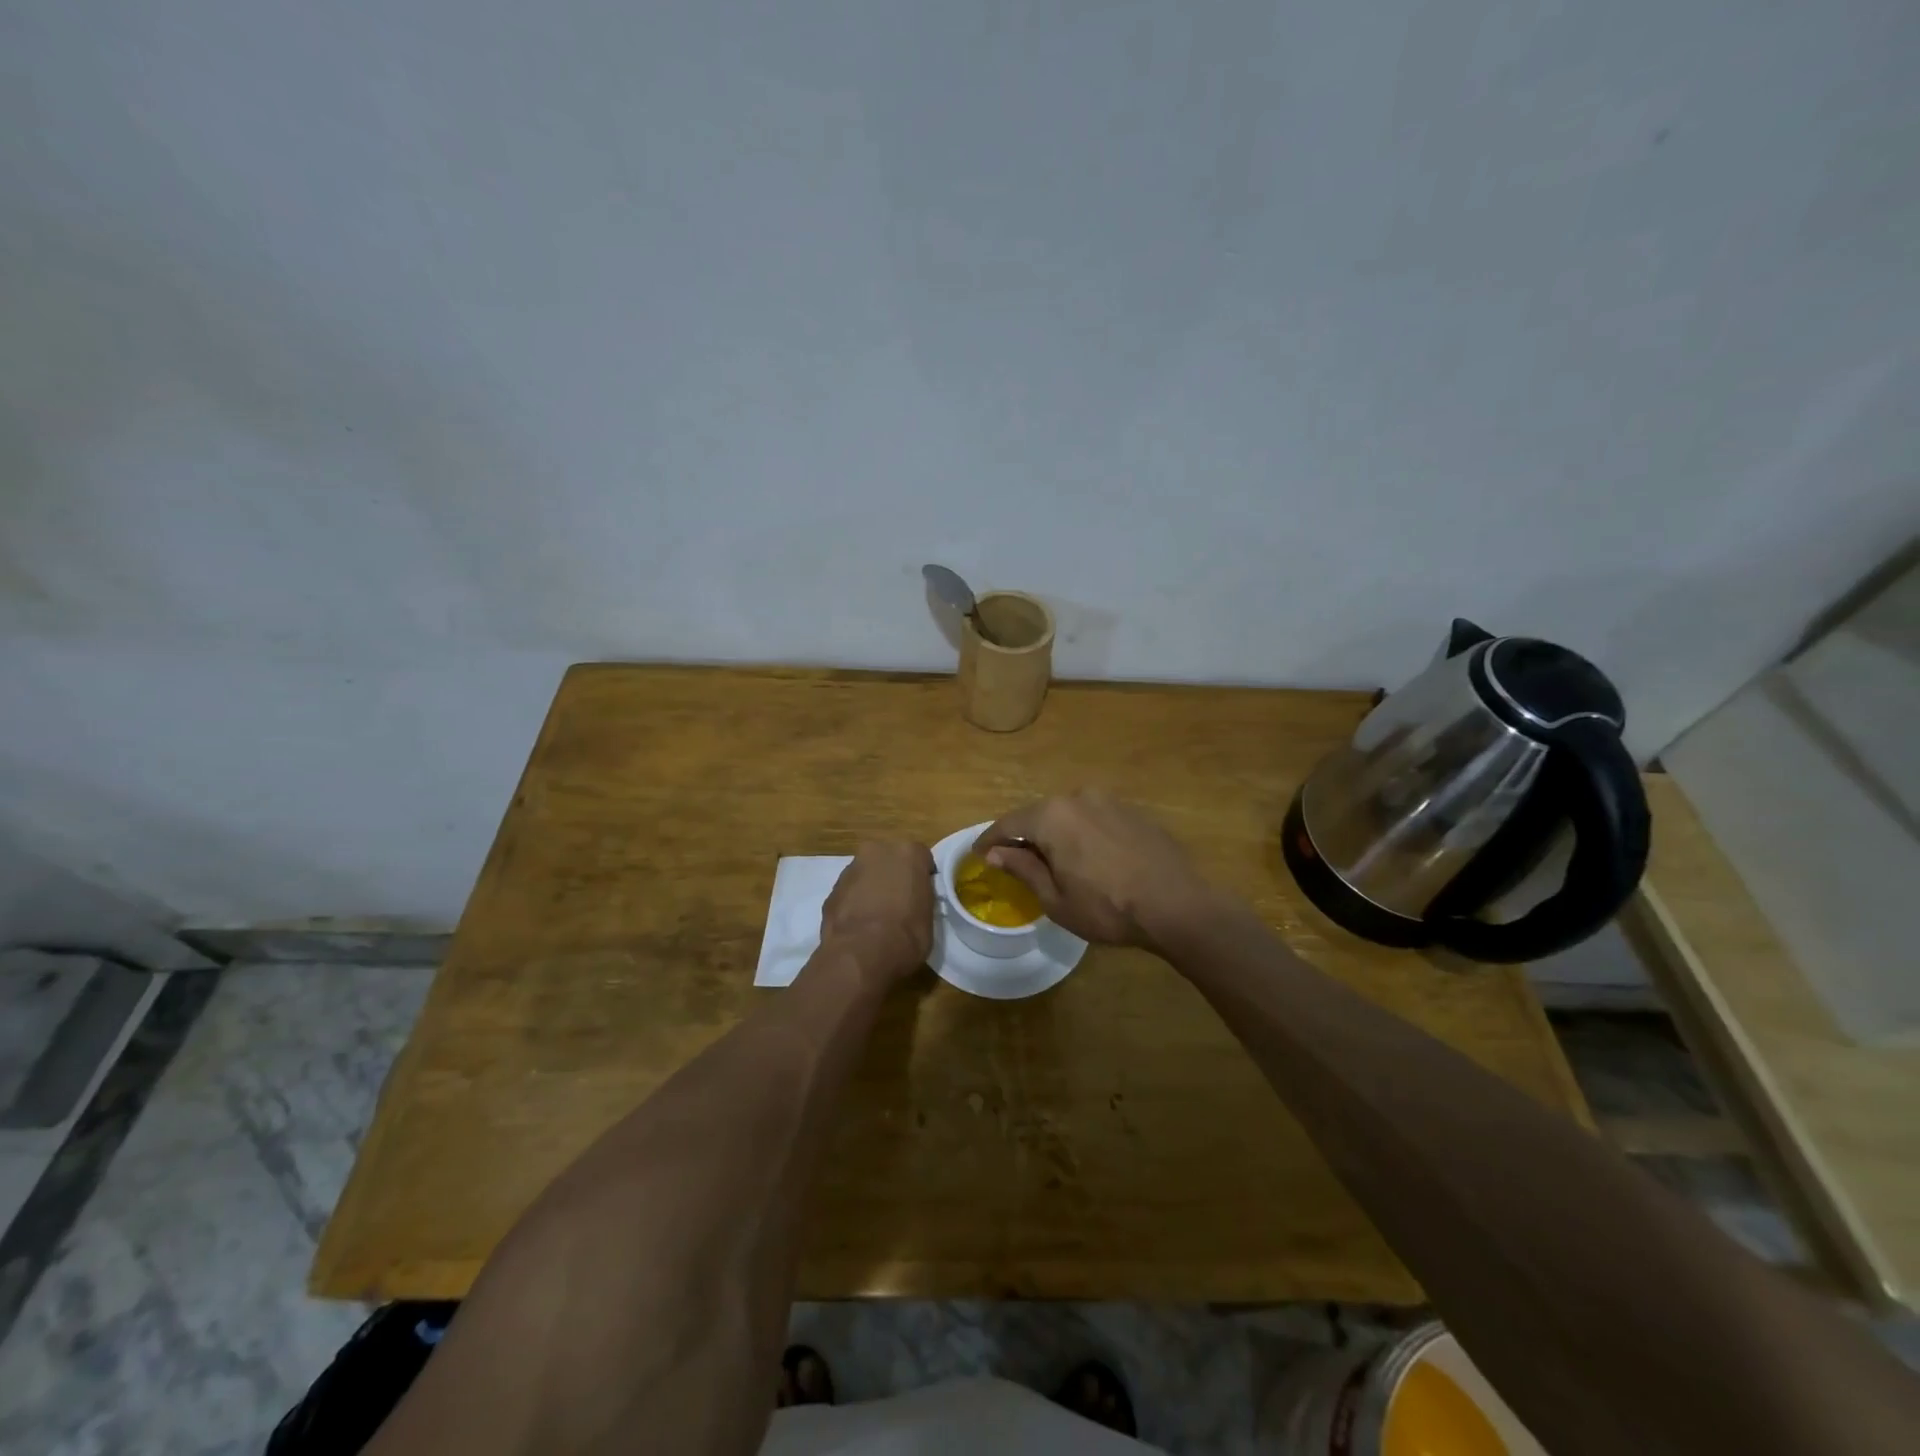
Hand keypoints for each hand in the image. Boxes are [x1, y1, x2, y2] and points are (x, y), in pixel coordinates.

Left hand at [820, 839, 934, 982]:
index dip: (922, 877)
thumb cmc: (907, 934)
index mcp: (908, 853)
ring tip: (875, 918)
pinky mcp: (831, 890)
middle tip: (898, 903)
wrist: (862, 953)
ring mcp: (851, 869)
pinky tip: (858, 926)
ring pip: (866, 874)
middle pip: (889, 859)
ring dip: (870, 888)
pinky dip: (853, 903)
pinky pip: (849, 892)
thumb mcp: (929, 916)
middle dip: (892, 875)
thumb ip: (920, 897)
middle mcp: (878, 851)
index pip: (921, 858)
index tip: (921, 895)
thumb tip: (912, 902)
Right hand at [972, 790, 1214, 951]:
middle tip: (1014, 861)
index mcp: (1052, 816)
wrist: (1177, 905)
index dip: (990, 840)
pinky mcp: (1132, 811)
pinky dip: (1082, 834)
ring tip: (1054, 861)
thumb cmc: (1107, 908)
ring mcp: (1108, 801)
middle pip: (1039, 815)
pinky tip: (1089, 857)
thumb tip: (995, 853)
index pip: (1009, 824)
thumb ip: (1022, 868)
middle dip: (1024, 837)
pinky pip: (1094, 818)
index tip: (978, 854)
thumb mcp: (1055, 898)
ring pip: (1068, 815)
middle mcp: (1077, 797)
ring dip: (1055, 834)